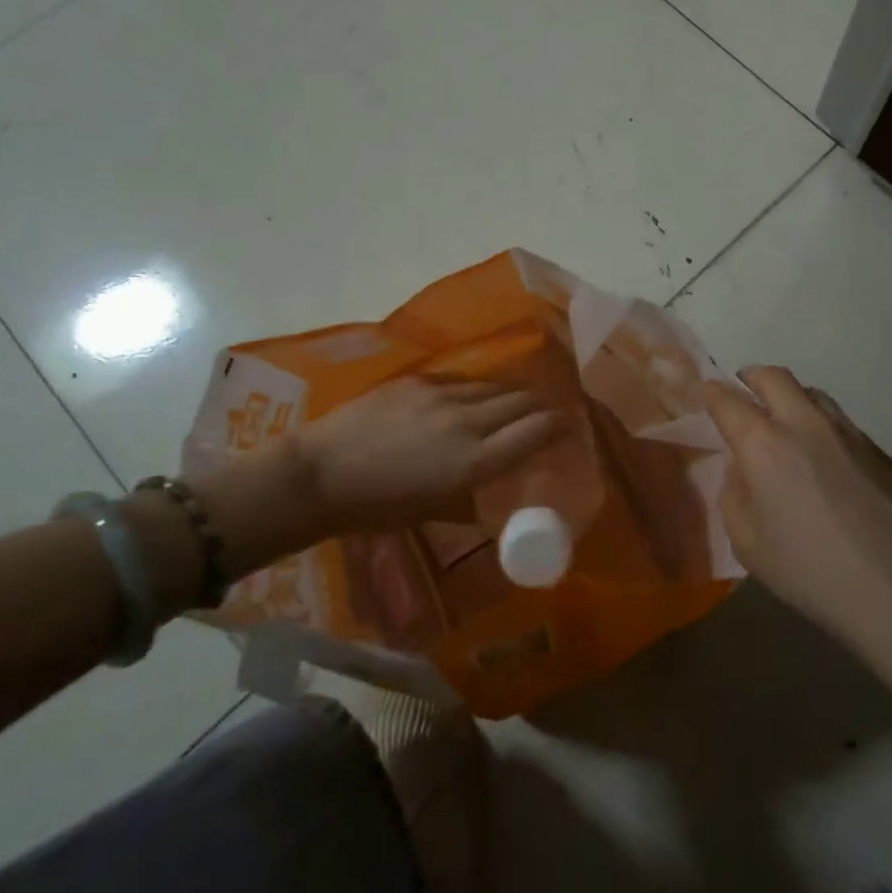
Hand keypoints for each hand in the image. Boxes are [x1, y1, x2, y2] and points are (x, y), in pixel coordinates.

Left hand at [176, 378, 563, 594]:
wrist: (319, 474)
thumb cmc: (376, 508)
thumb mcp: (433, 511)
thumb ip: (472, 496)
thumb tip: (494, 490)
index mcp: (474, 462)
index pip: (536, 431)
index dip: (561, 426)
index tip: (572, 427)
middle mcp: (467, 421)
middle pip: (522, 402)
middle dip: (544, 407)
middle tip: (551, 414)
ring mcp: (441, 395)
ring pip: (495, 387)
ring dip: (513, 396)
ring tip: (519, 403)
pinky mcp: (418, 382)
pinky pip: (463, 381)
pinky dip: (479, 391)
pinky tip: (475, 398)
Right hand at [704, 367, 891, 662]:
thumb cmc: (809, 570)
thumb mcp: (747, 542)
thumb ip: (735, 493)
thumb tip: (743, 469)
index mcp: (764, 444)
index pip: (728, 400)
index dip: (712, 393)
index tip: (707, 394)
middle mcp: (805, 424)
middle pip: (773, 377)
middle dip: (751, 378)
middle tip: (743, 393)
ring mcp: (847, 432)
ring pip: (811, 392)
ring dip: (789, 397)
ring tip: (783, 423)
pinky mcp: (877, 449)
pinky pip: (839, 421)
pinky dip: (819, 424)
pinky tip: (823, 458)